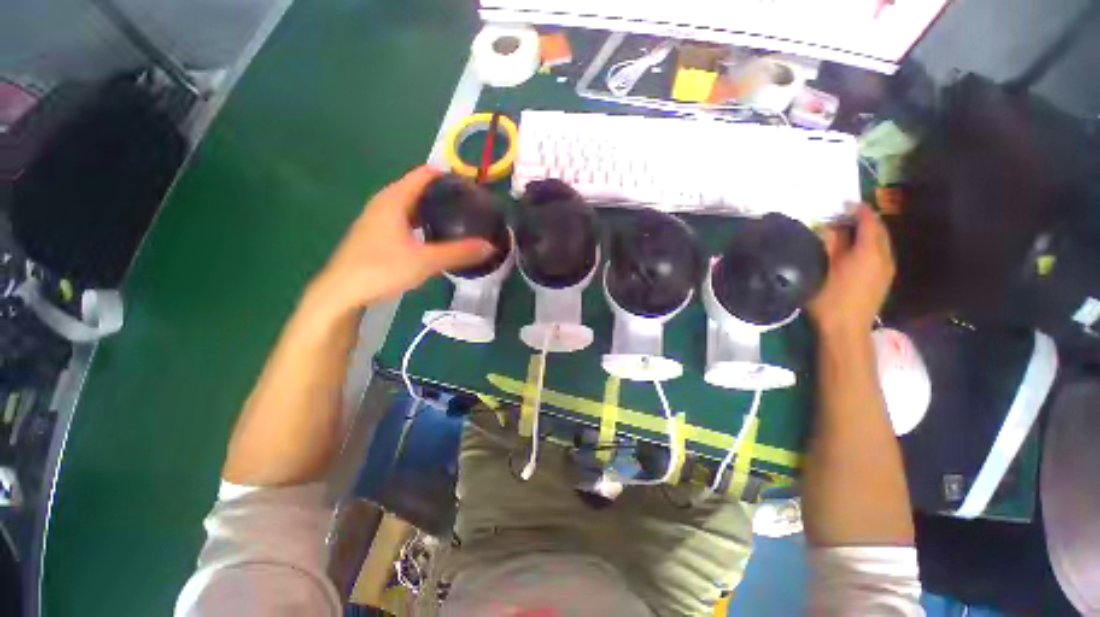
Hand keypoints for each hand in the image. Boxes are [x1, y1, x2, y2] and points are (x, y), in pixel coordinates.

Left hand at [306, 166, 495, 314]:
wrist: (341, 292)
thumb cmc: (381, 269)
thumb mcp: (426, 261)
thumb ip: (459, 252)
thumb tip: (491, 247)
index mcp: (394, 199)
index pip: (424, 174)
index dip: (449, 175)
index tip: (472, 186)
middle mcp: (385, 203)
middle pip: (419, 189)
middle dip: (444, 194)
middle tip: (470, 205)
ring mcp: (378, 219)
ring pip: (412, 206)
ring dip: (434, 209)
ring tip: (458, 219)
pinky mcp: (377, 235)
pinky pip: (406, 220)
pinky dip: (423, 223)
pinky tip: (436, 237)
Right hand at [808, 206, 894, 336]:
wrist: (846, 329)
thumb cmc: (829, 298)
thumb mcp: (821, 268)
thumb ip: (827, 244)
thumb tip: (829, 228)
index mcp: (869, 251)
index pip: (869, 221)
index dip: (858, 210)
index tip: (844, 203)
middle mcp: (884, 256)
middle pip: (879, 230)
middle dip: (865, 220)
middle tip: (845, 216)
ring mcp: (887, 269)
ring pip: (881, 242)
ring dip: (868, 233)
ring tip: (848, 232)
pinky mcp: (884, 280)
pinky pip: (880, 253)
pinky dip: (870, 245)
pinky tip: (855, 251)